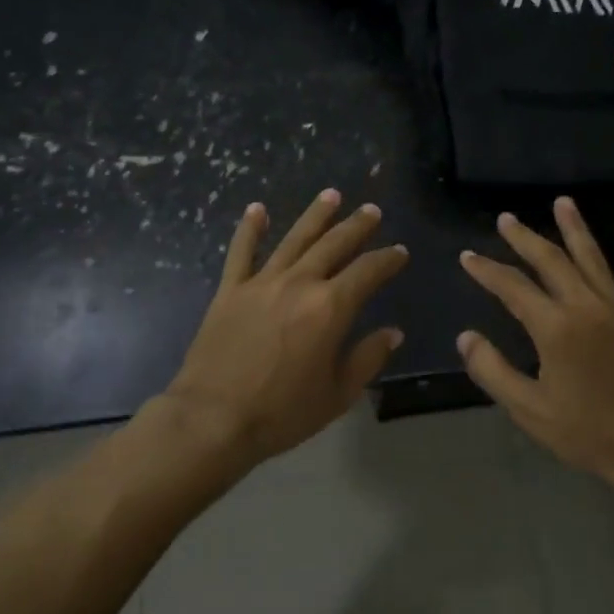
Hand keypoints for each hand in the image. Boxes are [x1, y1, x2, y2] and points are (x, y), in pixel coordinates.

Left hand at [166, 189, 408, 466]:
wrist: (214, 418)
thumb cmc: (282, 412)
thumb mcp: (338, 394)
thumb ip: (367, 358)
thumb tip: (392, 332)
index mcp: (330, 308)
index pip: (368, 272)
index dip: (387, 260)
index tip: (399, 252)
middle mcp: (299, 284)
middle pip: (333, 245)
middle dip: (356, 226)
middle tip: (372, 211)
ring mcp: (261, 283)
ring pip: (294, 239)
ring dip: (314, 215)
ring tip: (331, 195)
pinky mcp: (230, 290)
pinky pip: (241, 252)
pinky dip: (249, 229)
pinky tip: (257, 209)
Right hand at [457, 198, 613, 508]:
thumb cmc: (588, 434)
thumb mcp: (529, 409)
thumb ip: (492, 370)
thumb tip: (466, 337)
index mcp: (555, 327)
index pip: (512, 287)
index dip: (487, 270)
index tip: (467, 257)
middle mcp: (587, 306)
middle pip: (551, 261)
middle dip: (525, 238)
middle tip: (507, 219)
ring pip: (593, 258)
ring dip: (575, 229)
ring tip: (562, 202)